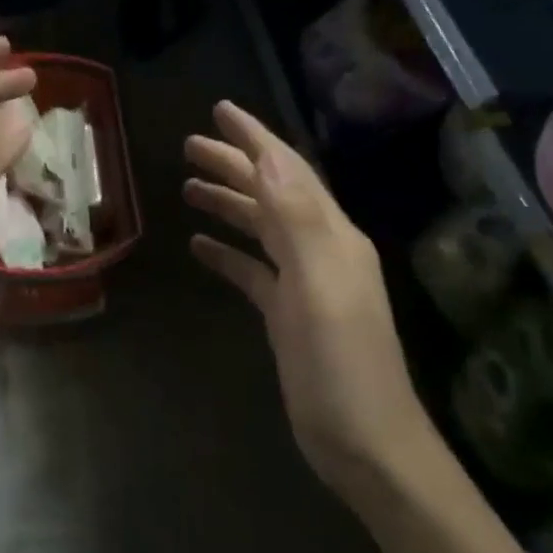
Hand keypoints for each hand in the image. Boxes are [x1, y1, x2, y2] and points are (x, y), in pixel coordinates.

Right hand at [184, 101, 433, 489]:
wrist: (365, 443)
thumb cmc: (341, 365)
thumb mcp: (320, 286)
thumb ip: (295, 218)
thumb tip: (266, 155)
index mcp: (331, 236)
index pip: (288, 171)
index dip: (255, 136)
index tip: (220, 109)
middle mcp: (320, 250)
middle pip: (271, 193)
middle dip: (234, 164)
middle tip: (189, 145)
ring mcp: (304, 284)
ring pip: (260, 228)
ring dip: (228, 203)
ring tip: (188, 186)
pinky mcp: (288, 314)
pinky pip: (253, 270)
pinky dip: (228, 253)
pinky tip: (200, 247)